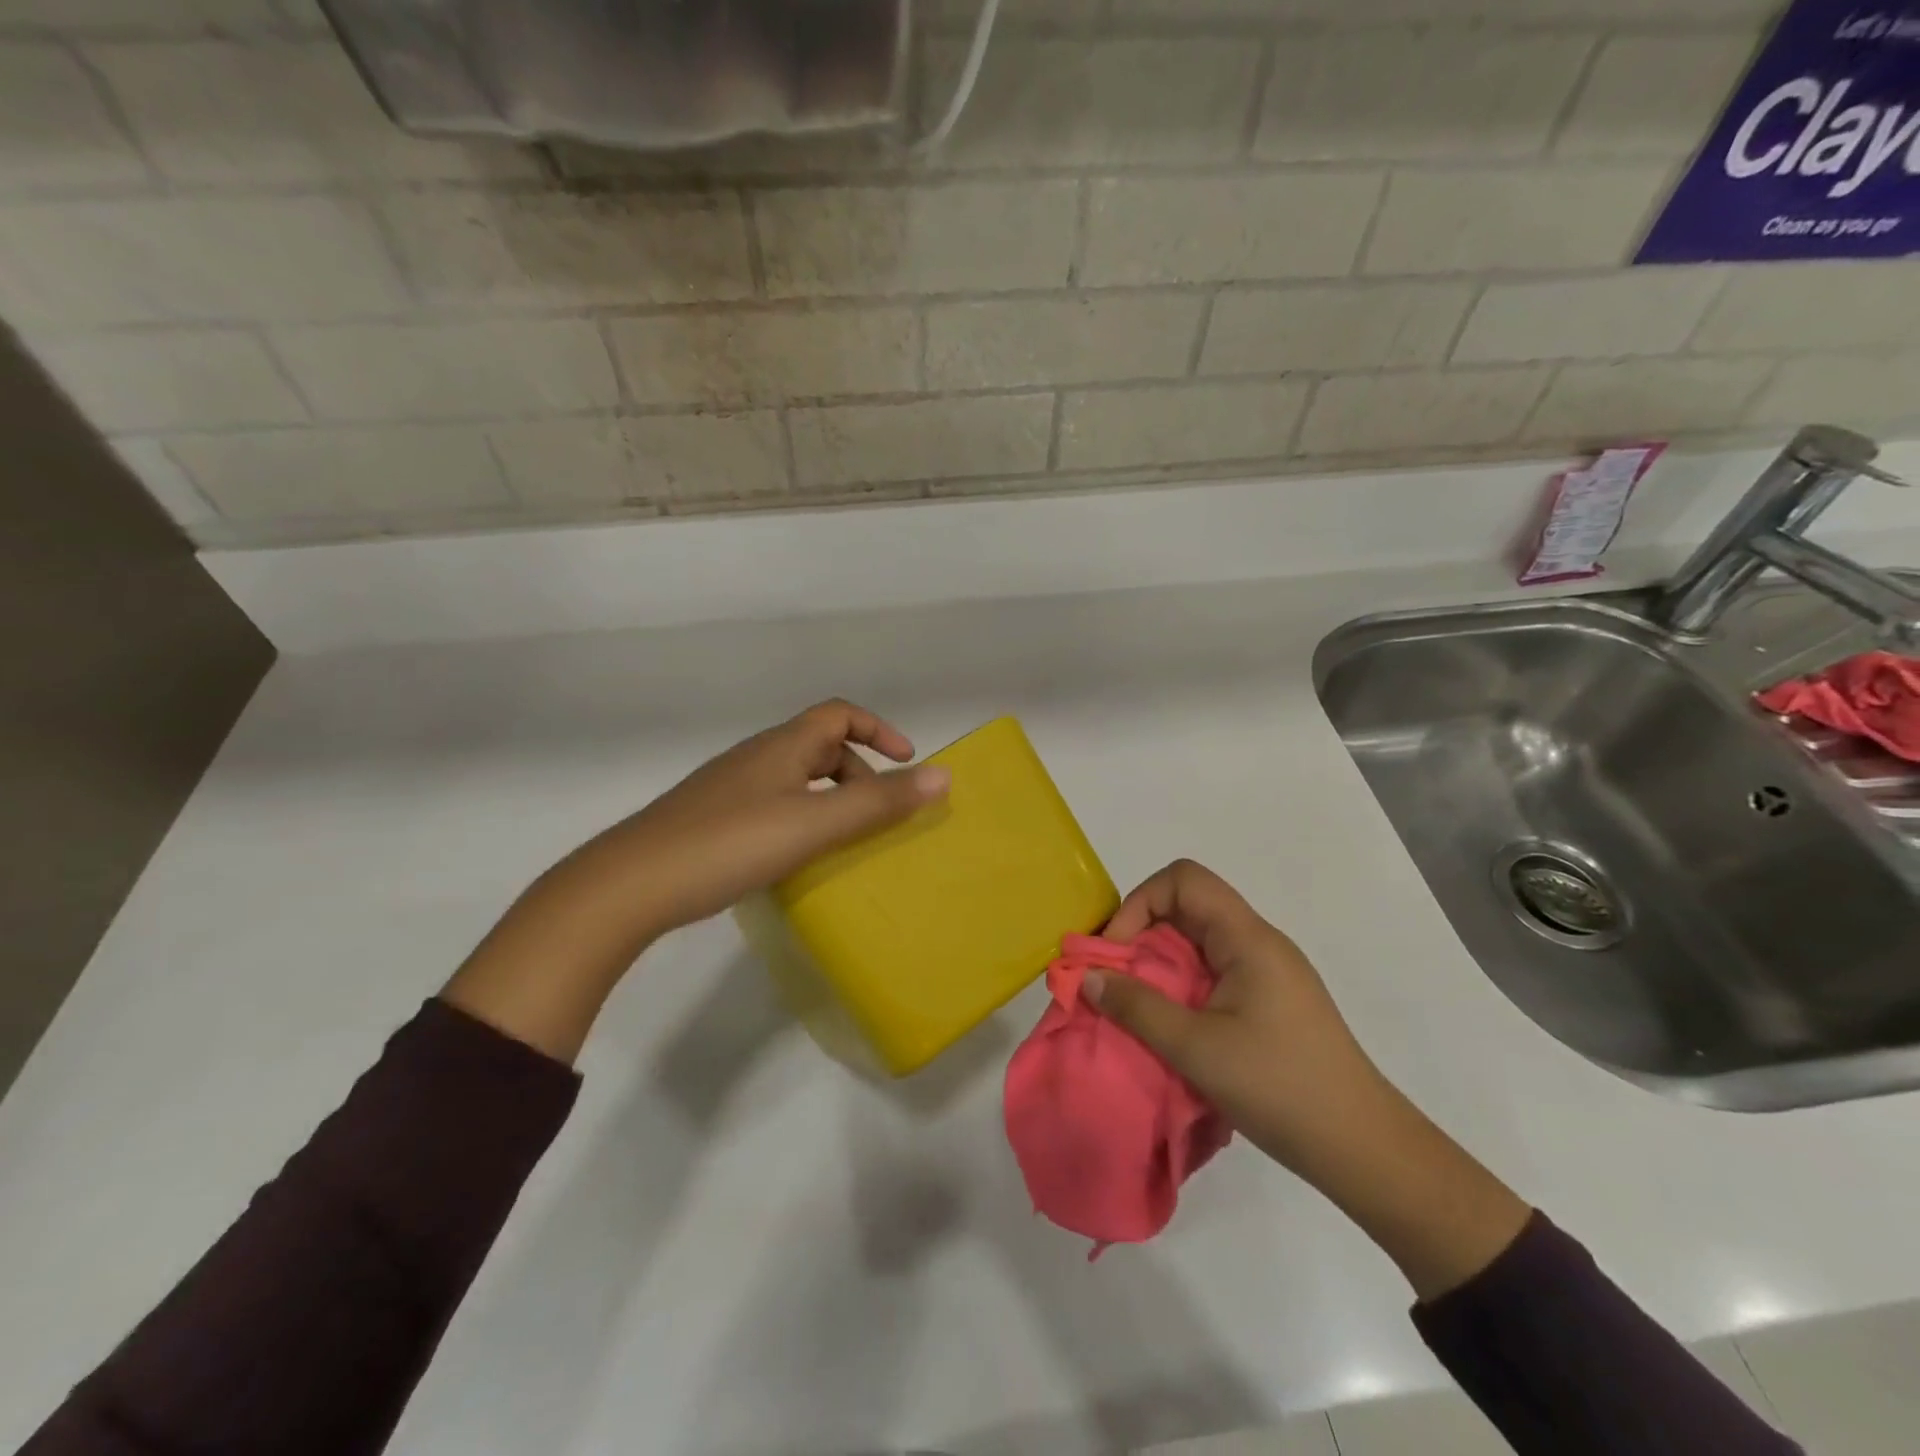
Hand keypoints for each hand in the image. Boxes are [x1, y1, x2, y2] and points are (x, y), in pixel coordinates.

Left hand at [444, 701, 947, 1063]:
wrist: (629, 885)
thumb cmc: (729, 844)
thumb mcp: (813, 824)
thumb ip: (878, 803)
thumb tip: (943, 776)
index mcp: (781, 747)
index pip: (839, 714)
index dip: (879, 730)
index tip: (908, 762)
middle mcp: (756, 758)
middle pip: (820, 746)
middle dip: (859, 773)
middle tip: (879, 816)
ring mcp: (729, 788)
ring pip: (796, 779)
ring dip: (831, 799)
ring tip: (845, 840)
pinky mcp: (712, 819)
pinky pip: (773, 805)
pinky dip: (801, 819)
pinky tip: (797, 858)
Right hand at [1088, 858, 1383, 1176]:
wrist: (1363, 1148)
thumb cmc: (1280, 1087)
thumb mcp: (1196, 1048)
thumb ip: (1137, 1008)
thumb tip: (1088, 977)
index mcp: (1248, 938)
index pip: (1184, 880)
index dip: (1141, 903)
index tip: (1118, 951)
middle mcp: (1259, 943)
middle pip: (1189, 907)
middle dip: (1143, 934)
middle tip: (1115, 978)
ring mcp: (1268, 973)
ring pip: (1200, 942)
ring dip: (1160, 964)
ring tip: (1136, 1004)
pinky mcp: (1270, 1002)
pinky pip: (1214, 972)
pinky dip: (1182, 986)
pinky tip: (1173, 1025)